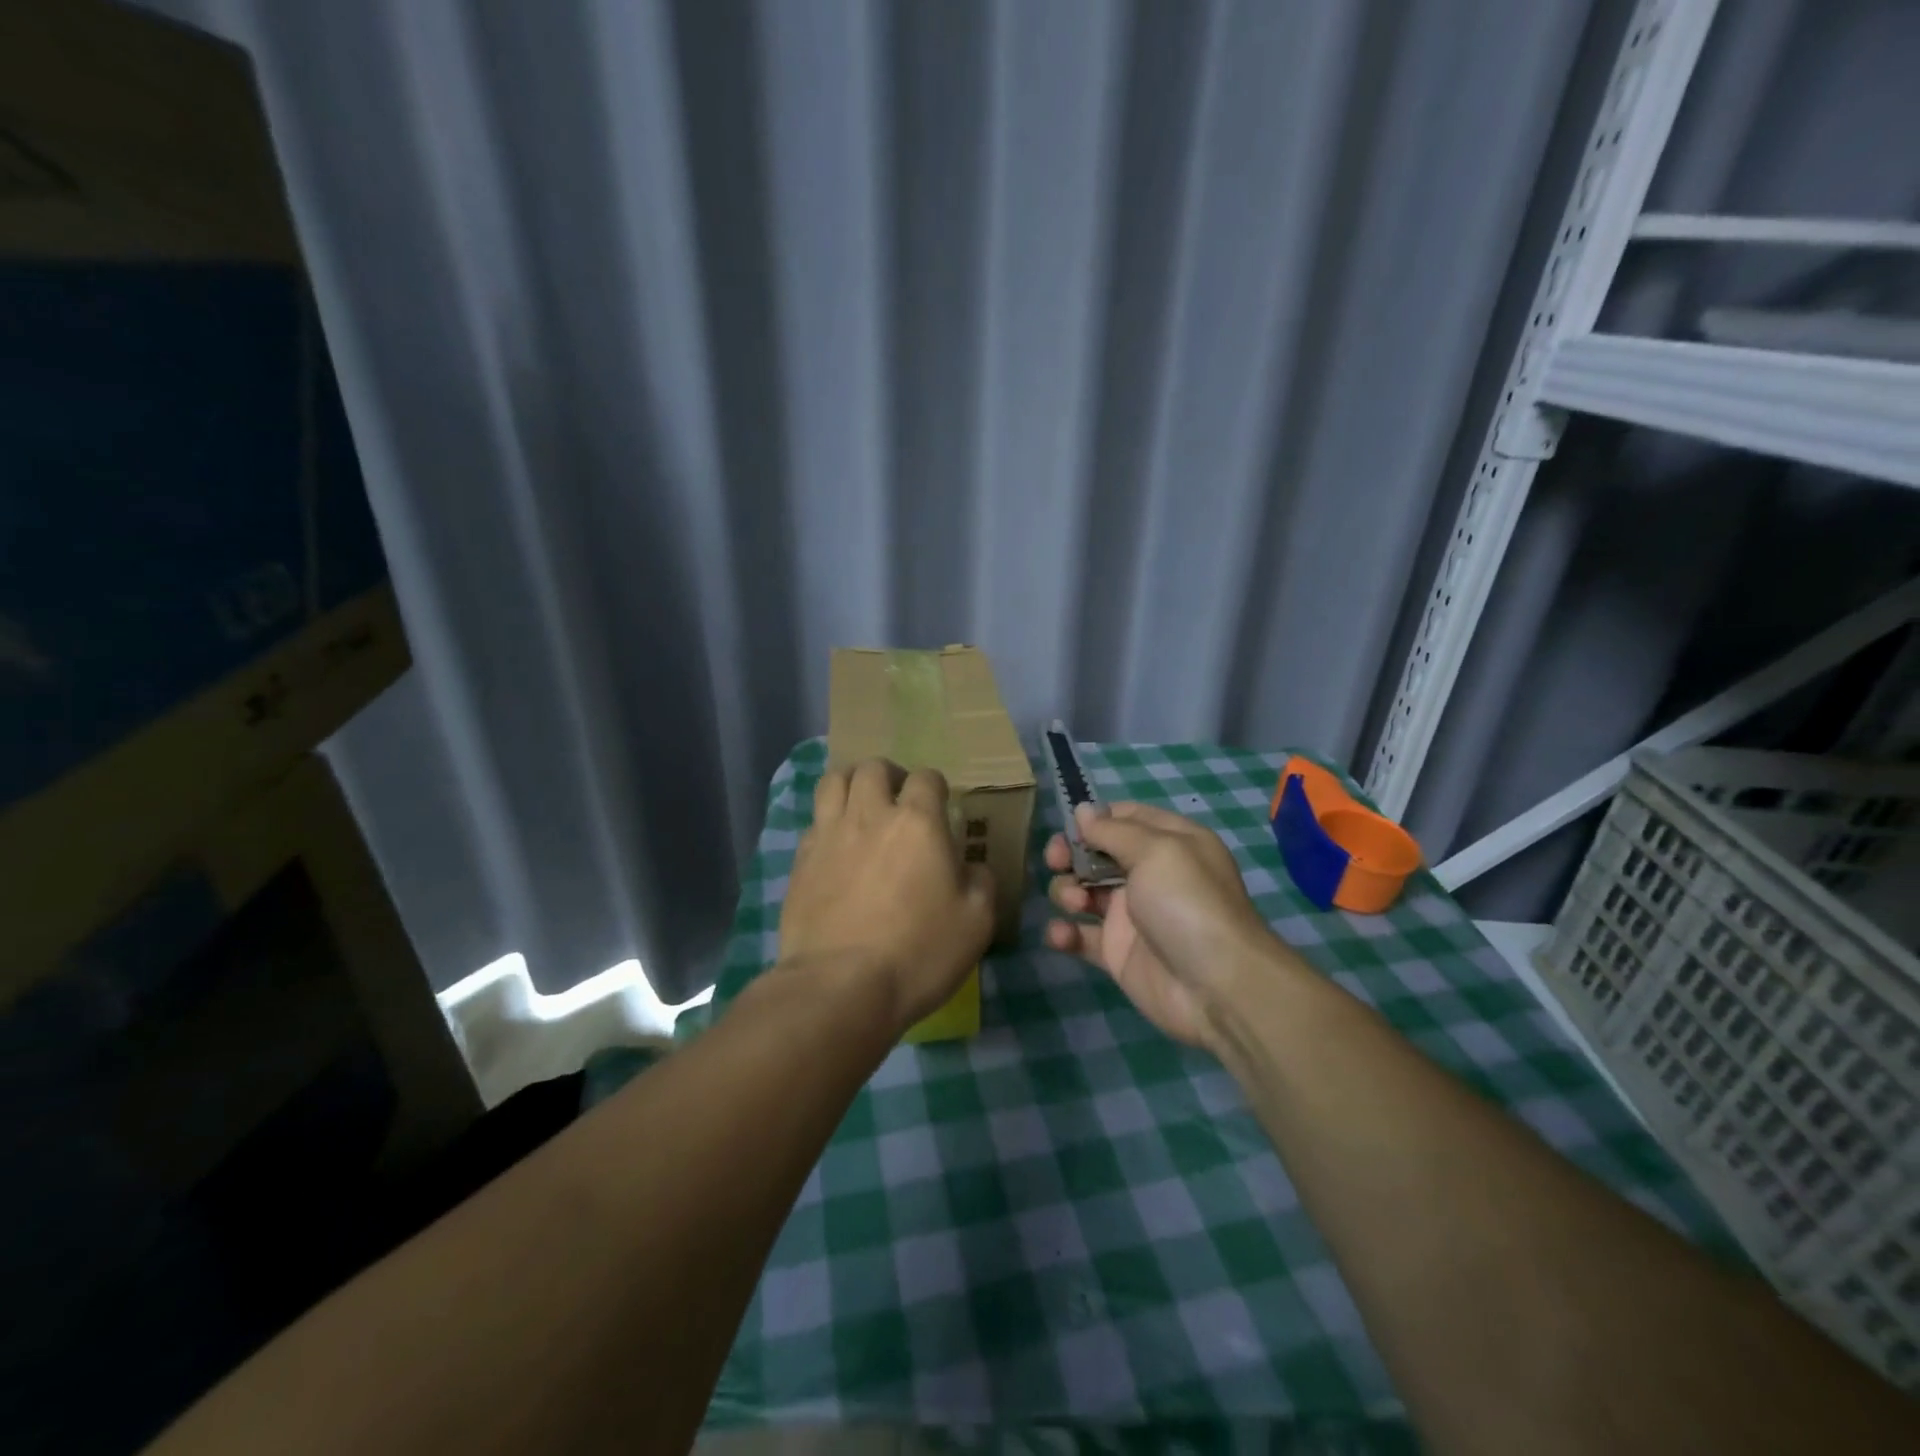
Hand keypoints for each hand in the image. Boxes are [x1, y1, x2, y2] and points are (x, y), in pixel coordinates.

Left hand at [780, 759, 994, 1031]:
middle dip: (889, 776)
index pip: (926, 778)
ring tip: (861, 808)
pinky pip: (814, 821)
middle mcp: (870, 815)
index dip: (935, 787)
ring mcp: (829, 835)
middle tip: (898, 801)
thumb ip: (981, 881)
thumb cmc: (918, 952)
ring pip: (834, 782)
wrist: (839, 986)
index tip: (940, 807)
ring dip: (852, 785)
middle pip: (873, 768)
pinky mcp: (800, 861)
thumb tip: (972, 866)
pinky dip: (828, 822)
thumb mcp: (976, 922)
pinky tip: (837, 847)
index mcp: (918, 822)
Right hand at [1045, 803, 1276, 1049]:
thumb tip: (1082, 810)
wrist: (1216, 987)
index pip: (1125, 817)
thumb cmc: (1187, 903)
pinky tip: (1062, 935)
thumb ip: (1113, 830)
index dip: (1095, 819)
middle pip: (1096, 853)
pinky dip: (1065, 933)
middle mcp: (1149, 874)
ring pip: (1083, 891)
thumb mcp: (1156, 851)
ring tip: (1075, 904)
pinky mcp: (1117, 952)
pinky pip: (1081, 936)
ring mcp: (1131, 914)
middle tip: (1057, 861)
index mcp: (1169, 842)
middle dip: (1070, 853)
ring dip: (1067, 891)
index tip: (1071, 828)